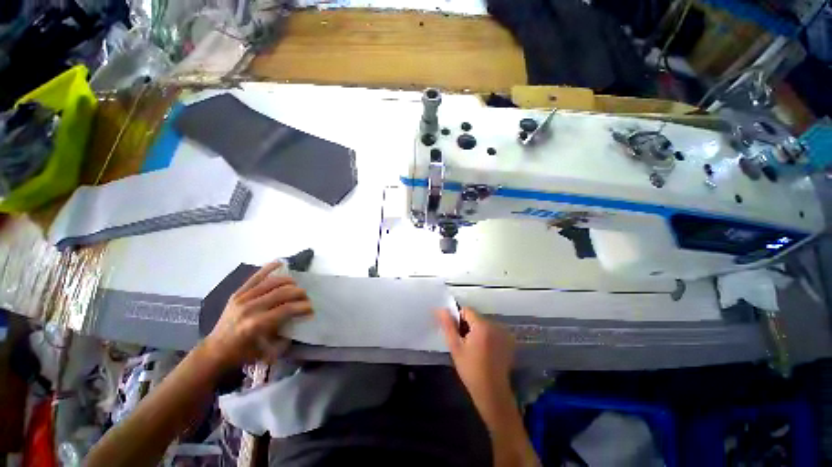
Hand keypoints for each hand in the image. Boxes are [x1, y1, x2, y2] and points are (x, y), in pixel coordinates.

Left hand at [202, 262, 312, 370]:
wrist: (215, 350)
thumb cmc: (242, 353)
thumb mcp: (266, 352)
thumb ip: (285, 339)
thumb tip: (299, 323)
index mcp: (256, 324)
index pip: (286, 309)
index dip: (302, 307)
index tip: (311, 309)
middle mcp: (249, 308)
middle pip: (281, 293)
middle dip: (299, 293)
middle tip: (306, 297)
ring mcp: (242, 299)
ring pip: (271, 283)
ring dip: (288, 282)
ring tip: (296, 285)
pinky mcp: (237, 294)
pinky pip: (255, 277)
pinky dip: (268, 268)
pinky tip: (280, 262)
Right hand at [435, 307, 514, 405]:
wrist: (492, 392)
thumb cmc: (471, 369)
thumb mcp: (455, 347)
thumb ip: (448, 325)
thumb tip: (441, 309)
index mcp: (482, 325)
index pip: (467, 310)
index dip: (458, 319)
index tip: (456, 334)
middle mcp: (495, 325)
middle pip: (476, 317)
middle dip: (468, 325)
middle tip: (464, 343)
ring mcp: (504, 333)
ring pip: (484, 324)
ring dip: (477, 330)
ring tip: (473, 348)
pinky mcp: (508, 341)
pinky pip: (493, 331)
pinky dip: (486, 336)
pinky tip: (484, 352)